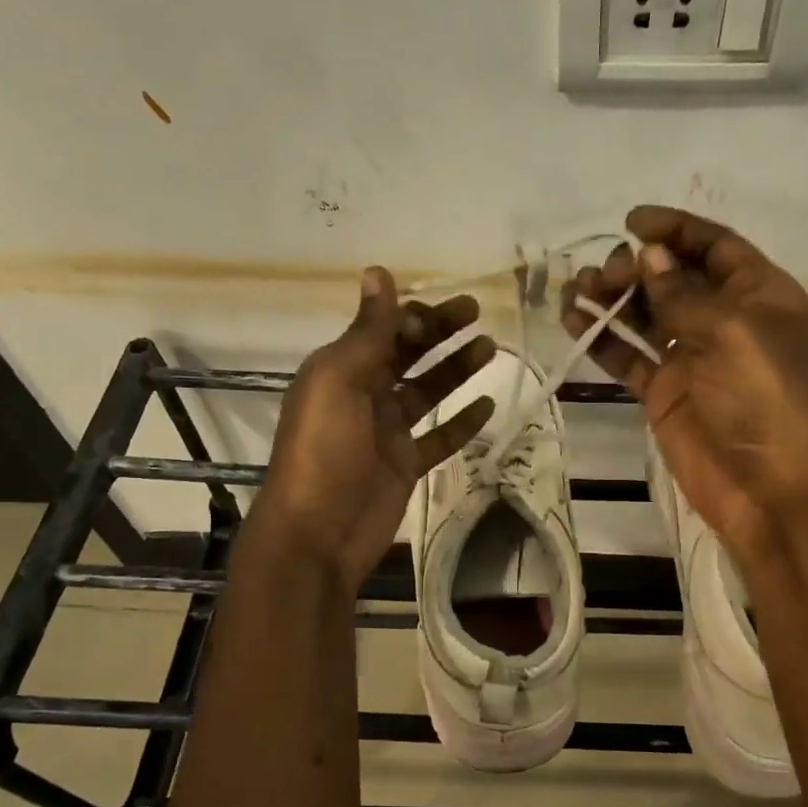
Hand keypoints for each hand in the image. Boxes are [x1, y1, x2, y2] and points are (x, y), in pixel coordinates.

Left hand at [252, 267, 494, 587]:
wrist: (317, 534)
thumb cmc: (323, 451)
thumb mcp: (339, 382)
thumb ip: (367, 332)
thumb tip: (377, 271)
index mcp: (341, 370)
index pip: (383, 330)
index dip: (413, 316)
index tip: (447, 312)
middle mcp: (363, 394)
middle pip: (408, 354)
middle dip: (440, 332)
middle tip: (478, 314)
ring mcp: (386, 432)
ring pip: (427, 391)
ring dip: (456, 369)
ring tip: (490, 349)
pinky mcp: (404, 464)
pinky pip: (438, 437)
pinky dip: (462, 422)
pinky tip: (488, 404)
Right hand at [563, 206, 807, 567]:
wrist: (769, 490)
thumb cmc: (763, 400)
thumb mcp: (731, 334)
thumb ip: (684, 294)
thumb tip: (650, 256)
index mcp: (760, 295)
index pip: (714, 247)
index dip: (675, 230)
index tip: (630, 222)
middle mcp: (725, 320)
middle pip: (674, 278)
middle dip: (636, 268)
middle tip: (603, 275)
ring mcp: (692, 358)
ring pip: (646, 315)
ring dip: (613, 299)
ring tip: (576, 289)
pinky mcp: (665, 393)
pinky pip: (630, 357)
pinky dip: (604, 339)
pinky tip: (574, 322)